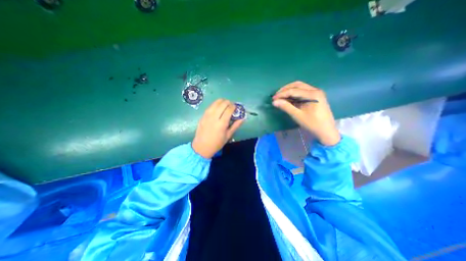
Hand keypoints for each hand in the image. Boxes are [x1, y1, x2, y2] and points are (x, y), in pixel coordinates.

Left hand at [193, 99, 244, 157]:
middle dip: (228, 102)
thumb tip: (243, 118)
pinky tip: (217, 107)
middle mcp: (214, 117)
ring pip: (215, 103)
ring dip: (221, 101)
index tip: (236, 107)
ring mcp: (207, 116)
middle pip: (222, 104)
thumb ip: (236, 125)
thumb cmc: (217, 143)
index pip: (229, 109)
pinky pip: (210, 106)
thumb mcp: (228, 135)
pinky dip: (215, 104)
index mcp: (222, 123)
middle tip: (231, 105)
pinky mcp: (202, 116)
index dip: (233, 106)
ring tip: (225, 104)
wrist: (202, 147)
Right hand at [272, 81, 341, 145]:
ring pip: (300, 87)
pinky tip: (288, 99)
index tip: (273, 99)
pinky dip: (294, 94)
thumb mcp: (298, 115)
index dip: (282, 94)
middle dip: (285, 89)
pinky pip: (303, 92)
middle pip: (297, 85)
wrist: (326, 131)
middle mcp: (315, 90)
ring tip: (281, 97)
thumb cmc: (312, 124)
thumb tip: (274, 102)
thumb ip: (286, 107)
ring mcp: (316, 93)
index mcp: (313, 94)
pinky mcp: (315, 96)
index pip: (293, 90)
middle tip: (276, 96)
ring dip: (289, 90)